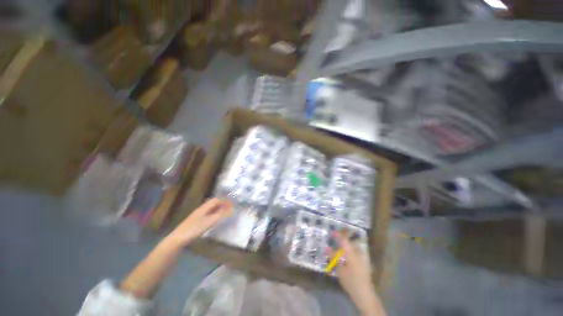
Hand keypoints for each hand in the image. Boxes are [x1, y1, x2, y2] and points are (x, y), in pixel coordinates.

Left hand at [165, 198, 232, 247]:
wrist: (178, 239)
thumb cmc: (194, 229)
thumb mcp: (210, 221)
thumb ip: (221, 214)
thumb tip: (232, 209)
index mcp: (204, 207)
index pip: (216, 200)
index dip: (224, 201)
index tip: (232, 204)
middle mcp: (201, 209)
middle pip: (213, 203)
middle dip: (222, 204)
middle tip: (230, 209)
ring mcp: (197, 215)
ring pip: (210, 209)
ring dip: (218, 209)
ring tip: (225, 214)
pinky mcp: (195, 222)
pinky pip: (207, 214)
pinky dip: (214, 214)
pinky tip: (215, 220)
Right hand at [333, 233, 385, 315]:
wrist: (364, 293)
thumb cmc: (350, 281)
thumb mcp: (339, 269)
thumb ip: (333, 257)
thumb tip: (327, 247)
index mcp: (351, 252)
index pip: (343, 239)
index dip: (337, 234)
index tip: (332, 232)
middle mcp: (358, 252)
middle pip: (350, 240)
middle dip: (343, 238)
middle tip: (336, 237)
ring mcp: (363, 256)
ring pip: (354, 245)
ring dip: (348, 243)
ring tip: (341, 244)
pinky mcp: (365, 262)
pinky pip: (357, 250)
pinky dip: (351, 249)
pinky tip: (347, 253)